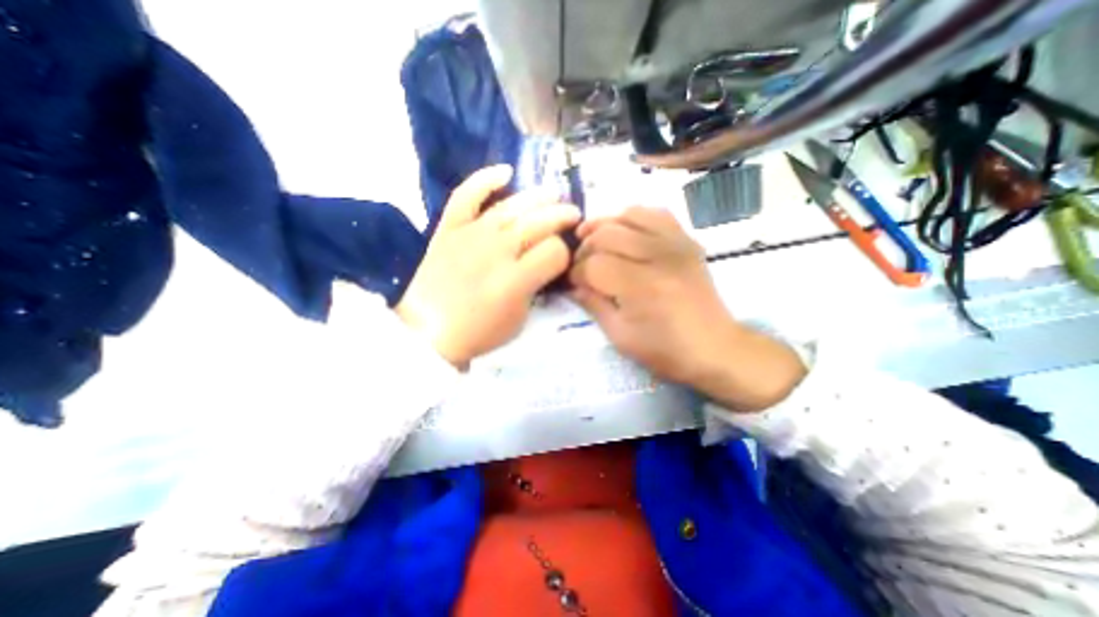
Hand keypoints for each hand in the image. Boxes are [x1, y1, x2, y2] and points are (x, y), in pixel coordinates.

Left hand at [397, 164, 582, 366]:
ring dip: (538, 197)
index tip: (561, 259)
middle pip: (539, 223)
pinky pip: (466, 195)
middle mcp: (497, 250)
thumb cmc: (477, 332)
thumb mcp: (519, 320)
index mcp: (516, 279)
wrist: (427, 332)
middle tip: (573, 214)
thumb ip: (535, 288)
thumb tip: (544, 264)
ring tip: (554, 193)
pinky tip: (505, 172)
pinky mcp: (449, 228)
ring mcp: (471, 235)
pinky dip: (485, 179)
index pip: (554, 251)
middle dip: (562, 216)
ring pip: (512, 206)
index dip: (564, 253)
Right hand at [570, 208, 805, 414]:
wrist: (714, 347)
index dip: (576, 273)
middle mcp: (657, 256)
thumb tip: (573, 286)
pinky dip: (633, 217)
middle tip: (581, 264)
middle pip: (606, 234)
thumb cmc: (665, 350)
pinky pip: (655, 213)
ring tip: (595, 240)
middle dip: (585, 248)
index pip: (593, 265)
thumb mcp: (620, 336)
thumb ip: (593, 305)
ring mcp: (675, 243)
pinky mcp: (686, 240)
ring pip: (628, 215)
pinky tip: (626, 231)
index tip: (573, 283)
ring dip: (605, 226)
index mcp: (639, 286)